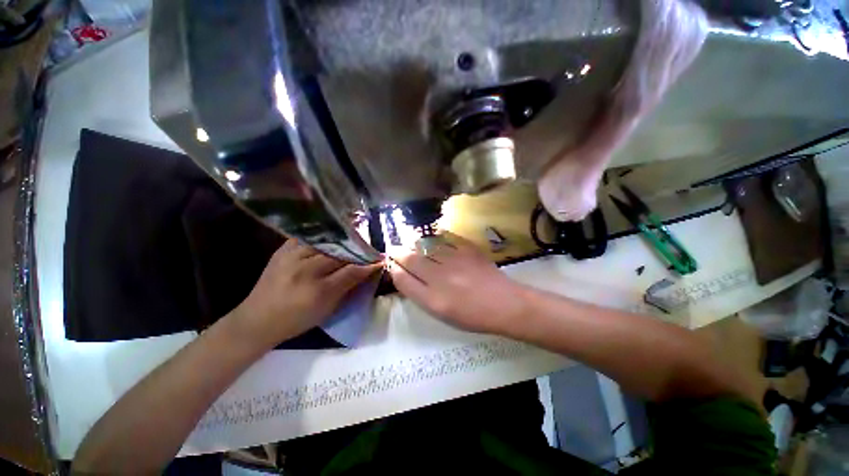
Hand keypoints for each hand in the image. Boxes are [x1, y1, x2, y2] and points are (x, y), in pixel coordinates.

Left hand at [233, 239, 381, 347]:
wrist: (256, 319)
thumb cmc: (296, 320)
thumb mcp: (327, 310)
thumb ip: (348, 288)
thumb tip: (366, 271)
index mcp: (318, 291)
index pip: (352, 271)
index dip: (368, 264)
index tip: (379, 259)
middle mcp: (306, 270)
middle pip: (340, 253)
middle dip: (358, 249)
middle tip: (369, 248)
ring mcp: (292, 257)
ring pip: (326, 242)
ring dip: (343, 240)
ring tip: (354, 238)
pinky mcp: (283, 250)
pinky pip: (308, 237)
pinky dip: (323, 236)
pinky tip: (331, 235)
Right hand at [386, 233, 525, 333]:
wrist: (505, 304)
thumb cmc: (473, 315)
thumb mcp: (443, 314)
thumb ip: (422, 295)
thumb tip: (408, 276)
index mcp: (433, 300)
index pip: (403, 280)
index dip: (393, 269)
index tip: (391, 263)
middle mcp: (441, 279)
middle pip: (411, 260)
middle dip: (398, 253)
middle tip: (393, 249)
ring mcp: (455, 261)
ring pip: (425, 247)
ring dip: (413, 243)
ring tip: (409, 241)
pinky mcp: (468, 250)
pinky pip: (446, 238)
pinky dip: (436, 235)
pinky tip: (432, 235)